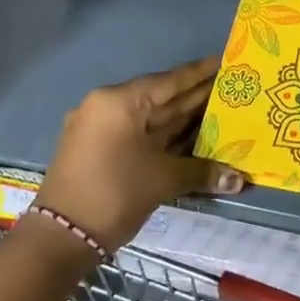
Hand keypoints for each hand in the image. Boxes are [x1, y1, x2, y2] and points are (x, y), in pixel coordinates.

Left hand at [32, 58, 247, 251]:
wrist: (60, 240)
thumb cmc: (114, 193)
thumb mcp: (162, 178)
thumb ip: (202, 171)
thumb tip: (240, 179)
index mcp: (120, 101)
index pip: (170, 80)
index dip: (201, 72)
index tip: (226, 61)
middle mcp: (109, 107)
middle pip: (162, 98)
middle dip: (197, 97)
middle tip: (233, 89)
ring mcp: (103, 131)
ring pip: (152, 119)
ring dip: (185, 119)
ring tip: (223, 112)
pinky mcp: (101, 152)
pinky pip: (142, 136)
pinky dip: (167, 137)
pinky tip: (196, 138)